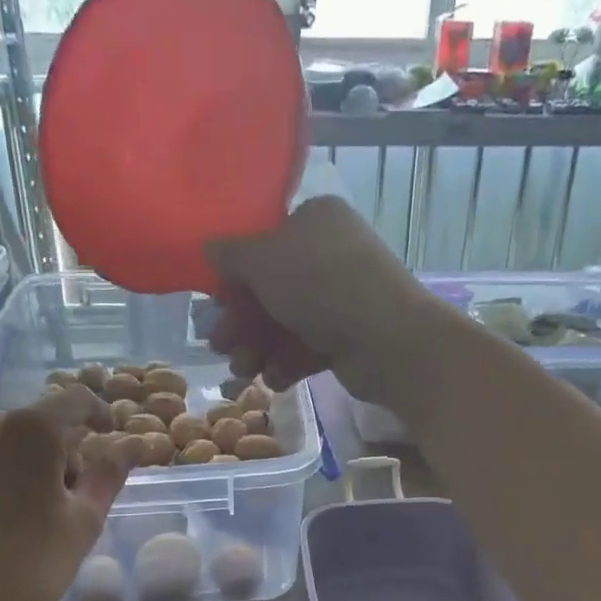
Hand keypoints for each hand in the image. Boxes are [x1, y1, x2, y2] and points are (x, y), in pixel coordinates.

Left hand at [0, 386, 127, 600]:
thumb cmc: (29, 566)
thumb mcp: (84, 522)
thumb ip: (110, 472)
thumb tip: (132, 441)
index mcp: (33, 431)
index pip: (75, 399)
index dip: (97, 412)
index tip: (104, 434)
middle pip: (30, 423)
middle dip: (52, 448)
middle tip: (59, 493)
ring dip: (8, 461)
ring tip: (10, 508)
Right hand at [202, 197, 443, 403]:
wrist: (390, 340)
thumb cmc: (321, 285)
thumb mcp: (263, 260)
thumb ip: (230, 254)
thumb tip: (210, 248)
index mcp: (316, 220)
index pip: (264, 241)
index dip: (236, 272)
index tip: (218, 300)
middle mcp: (330, 254)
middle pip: (270, 287)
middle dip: (241, 320)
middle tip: (221, 344)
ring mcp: (342, 297)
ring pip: (285, 322)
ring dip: (257, 347)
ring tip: (244, 370)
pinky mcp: (349, 336)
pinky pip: (307, 346)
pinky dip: (287, 362)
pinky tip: (274, 379)